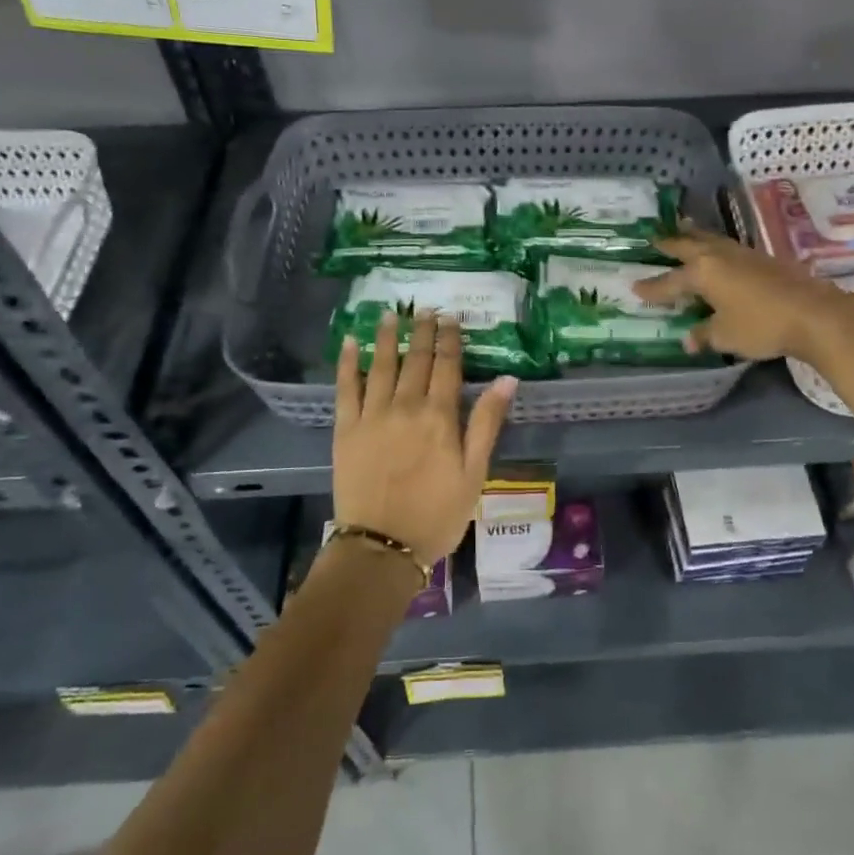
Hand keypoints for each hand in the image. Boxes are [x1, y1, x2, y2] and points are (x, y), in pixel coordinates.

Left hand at [333, 310, 517, 565]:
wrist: (383, 546)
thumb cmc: (437, 514)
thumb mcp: (474, 473)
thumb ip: (487, 422)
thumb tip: (508, 379)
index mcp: (439, 416)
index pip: (447, 366)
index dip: (449, 339)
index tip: (451, 317)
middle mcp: (405, 406)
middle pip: (415, 359)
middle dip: (421, 331)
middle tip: (424, 308)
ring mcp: (372, 415)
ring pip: (381, 365)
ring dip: (386, 337)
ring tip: (390, 313)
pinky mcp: (345, 429)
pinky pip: (346, 388)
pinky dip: (348, 363)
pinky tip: (350, 342)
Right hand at [634, 225, 853, 363]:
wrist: (814, 314)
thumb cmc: (761, 325)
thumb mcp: (725, 336)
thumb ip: (704, 334)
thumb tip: (689, 338)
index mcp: (703, 272)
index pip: (670, 281)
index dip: (653, 288)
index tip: (635, 288)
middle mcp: (720, 257)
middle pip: (689, 246)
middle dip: (671, 244)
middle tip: (654, 238)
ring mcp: (744, 254)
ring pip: (712, 240)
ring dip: (695, 237)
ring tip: (685, 230)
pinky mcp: (765, 259)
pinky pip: (730, 248)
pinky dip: (717, 247)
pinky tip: (720, 253)